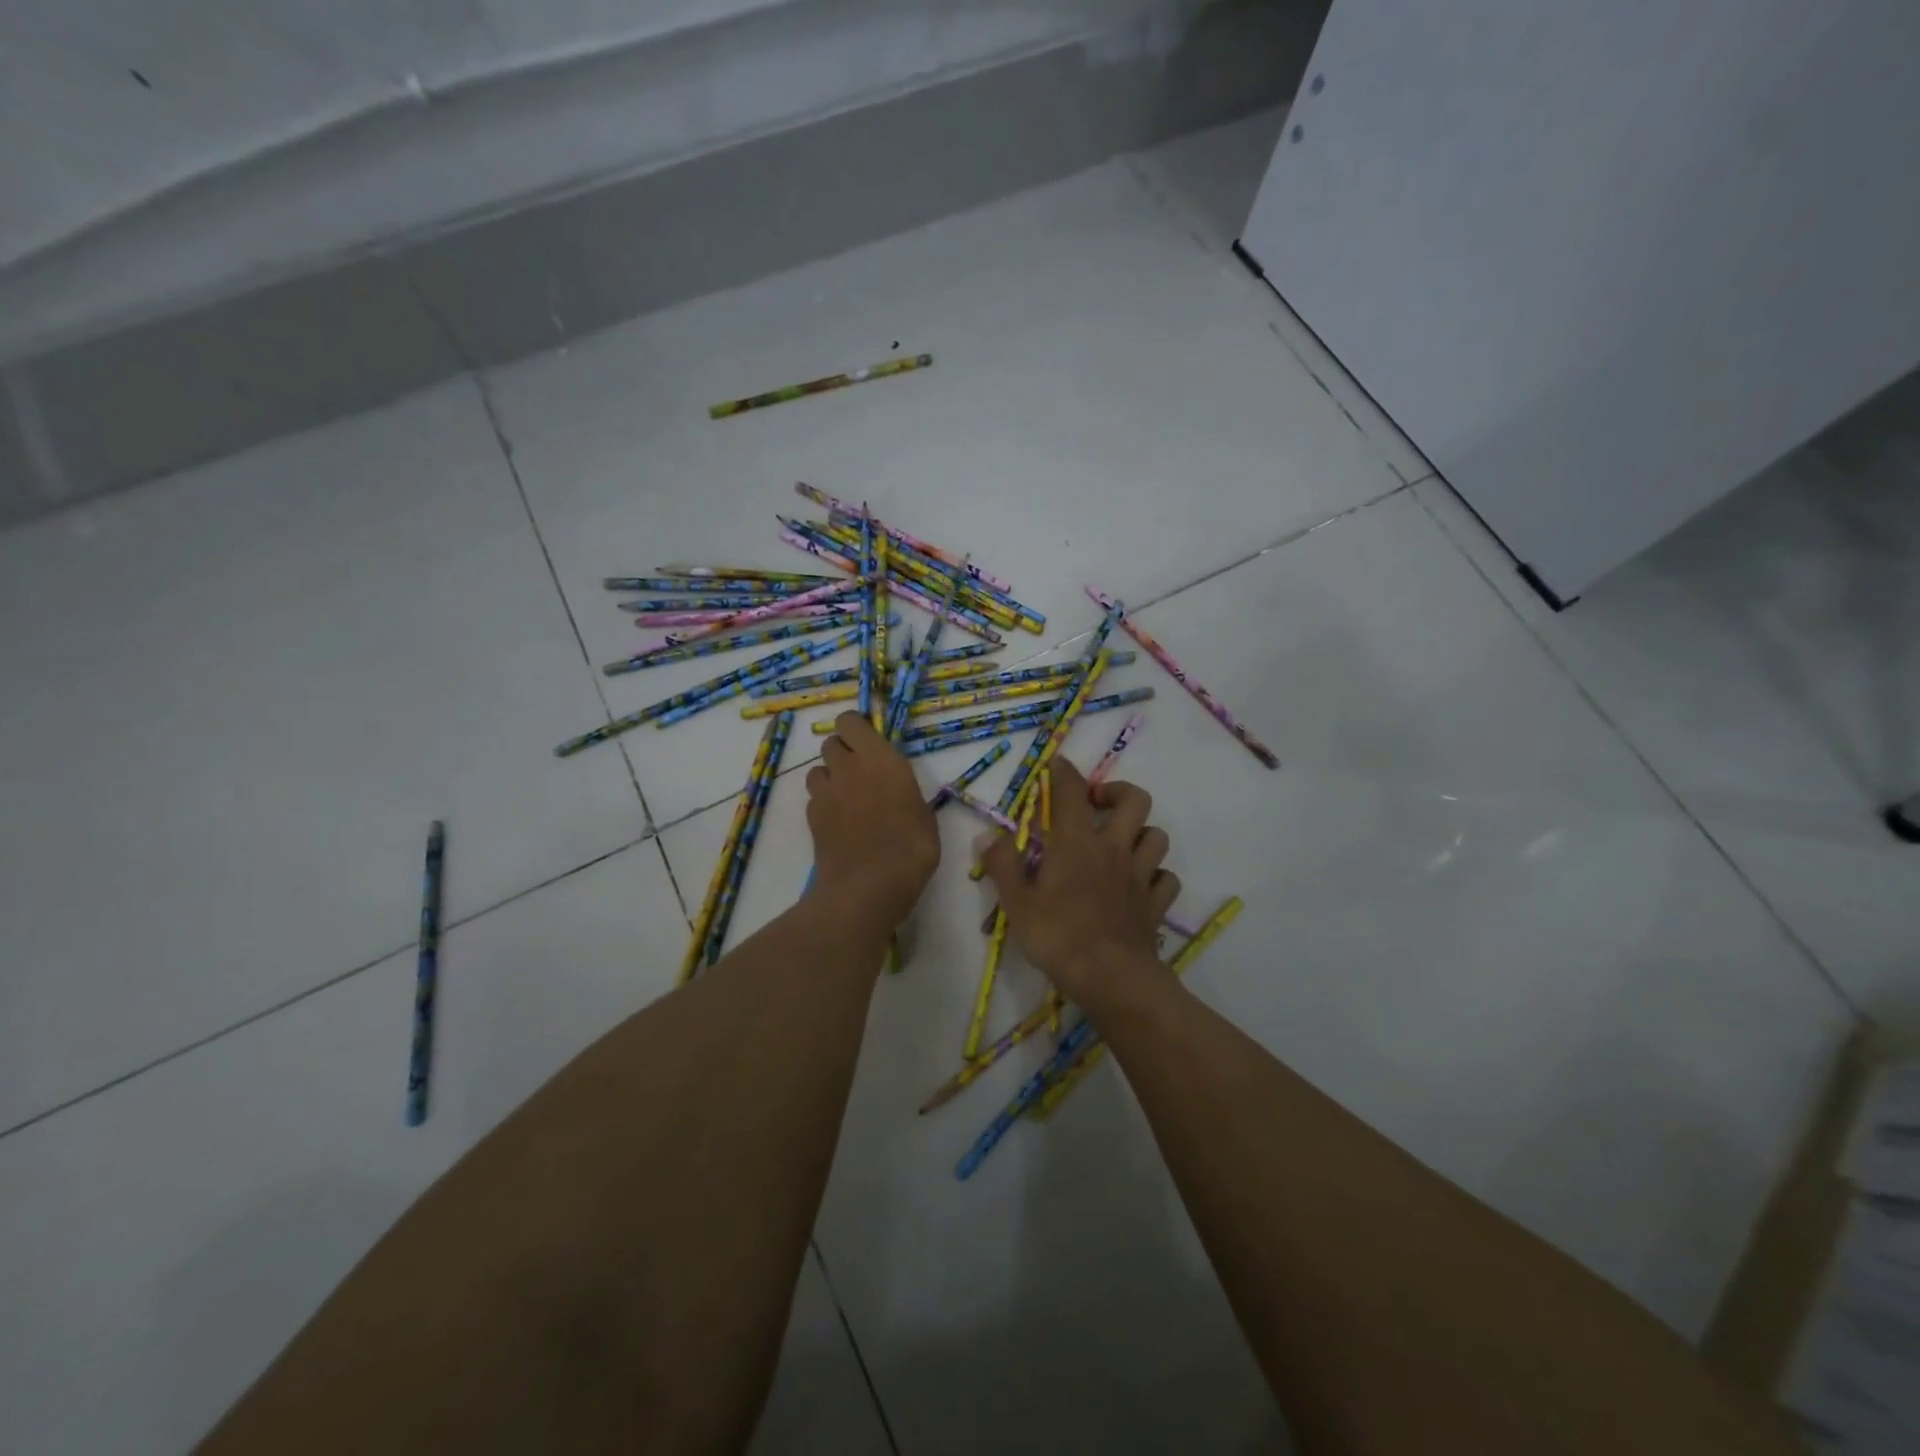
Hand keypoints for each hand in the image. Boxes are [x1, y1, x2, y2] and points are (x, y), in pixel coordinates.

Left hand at [805, 712, 940, 929]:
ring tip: (848, 798)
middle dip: (843, 752)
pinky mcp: (812, 817)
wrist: (869, 886)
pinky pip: (814, 798)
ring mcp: (825, 793)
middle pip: (831, 743)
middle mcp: (848, 767)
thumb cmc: (911, 848)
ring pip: (818, 770)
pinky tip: (840, 823)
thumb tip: (897, 792)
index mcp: (880, 759)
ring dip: (830, 777)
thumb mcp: (923, 814)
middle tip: (861, 773)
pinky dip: (824, 803)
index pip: (851, 722)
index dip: (855, 728)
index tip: (868, 741)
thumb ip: (904, 792)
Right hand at [980, 759, 1179, 1008]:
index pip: (1072, 791)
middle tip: (1096, 805)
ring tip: (1121, 843)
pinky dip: (1156, 875)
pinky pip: (1166, 878)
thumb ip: (1002, 864)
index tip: (1057, 765)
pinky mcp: (1156, 902)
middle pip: (1134, 800)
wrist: (1110, 977)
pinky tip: (1140, 883)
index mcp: (1076, 842)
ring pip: (1156, 835)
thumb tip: (988, 834)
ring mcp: (1140, 875)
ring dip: (1141, 832)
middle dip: (1117, 792)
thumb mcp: (1016, 902)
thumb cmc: (1057, 936)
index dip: (1065, 771)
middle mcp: (1114, 848)